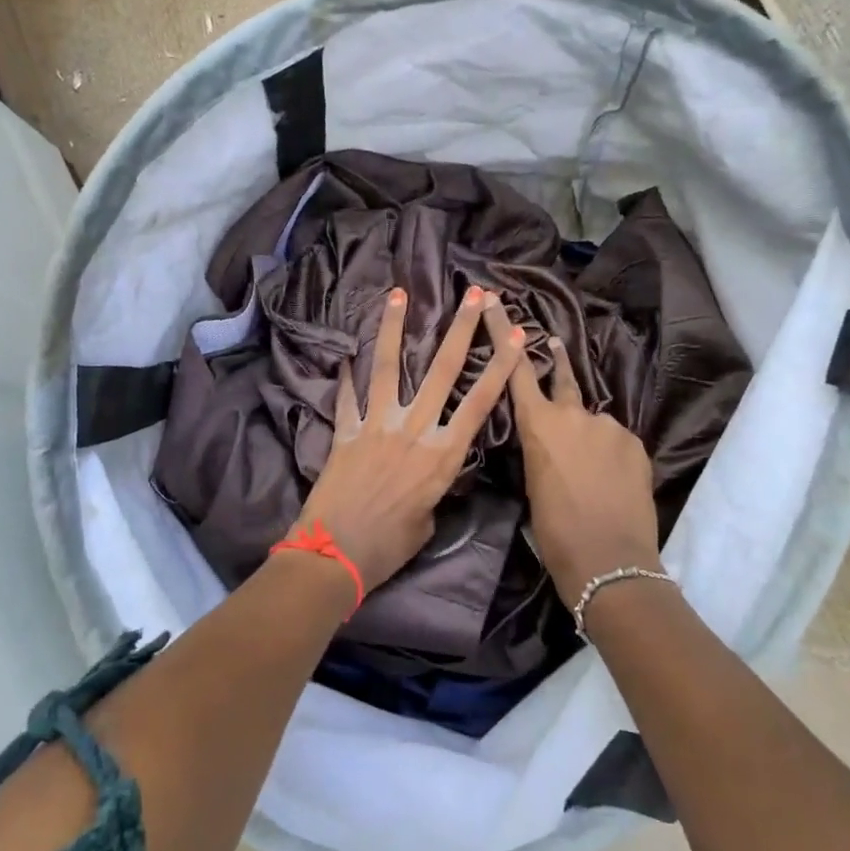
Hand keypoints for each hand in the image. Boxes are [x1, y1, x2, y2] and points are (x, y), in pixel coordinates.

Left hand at [296, 285, 523, 591]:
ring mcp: (376, 426)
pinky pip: (346, 398)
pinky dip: (345, 377)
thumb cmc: (388, 547)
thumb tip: (425, 473)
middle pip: (441, 371)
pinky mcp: (344, 433)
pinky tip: (344, 354)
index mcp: (442, 456)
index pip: (480, 403)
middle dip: (461, 329)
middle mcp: (413, 431)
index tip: (515, 335)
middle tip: (474, 294)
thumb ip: (432, 487)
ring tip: (398, 294)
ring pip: (388, 368)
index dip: (500, 367)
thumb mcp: (428, 520)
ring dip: (393, 328)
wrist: (334, 556)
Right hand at [494, 298, 663, 598]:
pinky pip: (614, 440)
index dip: (505, 334)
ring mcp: (610, 427)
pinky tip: (607, 479)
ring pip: (592, 421)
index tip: (498, 302)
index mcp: (539, 426)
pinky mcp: (635, 443)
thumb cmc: (555, 530)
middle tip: (552, 344)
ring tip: (588, 468)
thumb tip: (549, 445)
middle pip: (563, 378)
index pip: (517, 370)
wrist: (609, 560)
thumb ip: (540, 452)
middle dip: (555, 360)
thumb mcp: (533, 486)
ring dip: (586, 433)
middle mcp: (575, 415)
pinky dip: (608, 452)